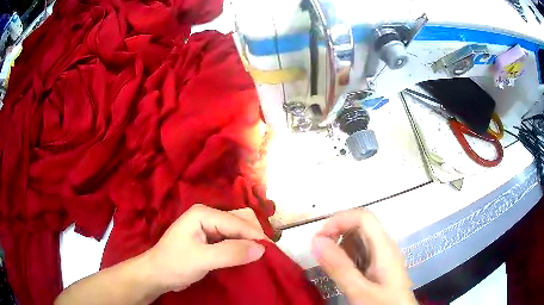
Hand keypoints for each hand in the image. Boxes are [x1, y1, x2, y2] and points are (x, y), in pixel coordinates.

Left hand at [143, 204, 267, 293]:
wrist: (158, 274)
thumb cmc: (175, 264)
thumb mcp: (201, 259)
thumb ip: (230, 253)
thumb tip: (261, 249)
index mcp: (203, 213)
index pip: (237, 222)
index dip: (254, 236)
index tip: (270, 252)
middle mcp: (208, 215)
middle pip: (240, 220)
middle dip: (254, 235)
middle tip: (265, 254)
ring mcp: (210, 227)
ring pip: (238, 230)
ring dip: (249, 241)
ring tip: (260, 256)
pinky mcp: (211, 239)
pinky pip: (233, 239)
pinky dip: (242, 247)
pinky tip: (247, 256)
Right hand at [311, 209, 416, 304]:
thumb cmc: (383, 304)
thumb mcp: (360, 290)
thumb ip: (339, 267)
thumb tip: (316, 241)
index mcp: (384, 247)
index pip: (363, 217)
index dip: (340, 220)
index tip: (319, 239)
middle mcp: (384, 246)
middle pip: (360, 225)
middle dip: (337, 232)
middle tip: (319, 252)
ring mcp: (382, 256)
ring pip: (359, 239)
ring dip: (340, 246)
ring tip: (329, 265)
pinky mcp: (378, 266)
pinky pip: (360, 252)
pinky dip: (346, 257)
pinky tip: (342, 272)